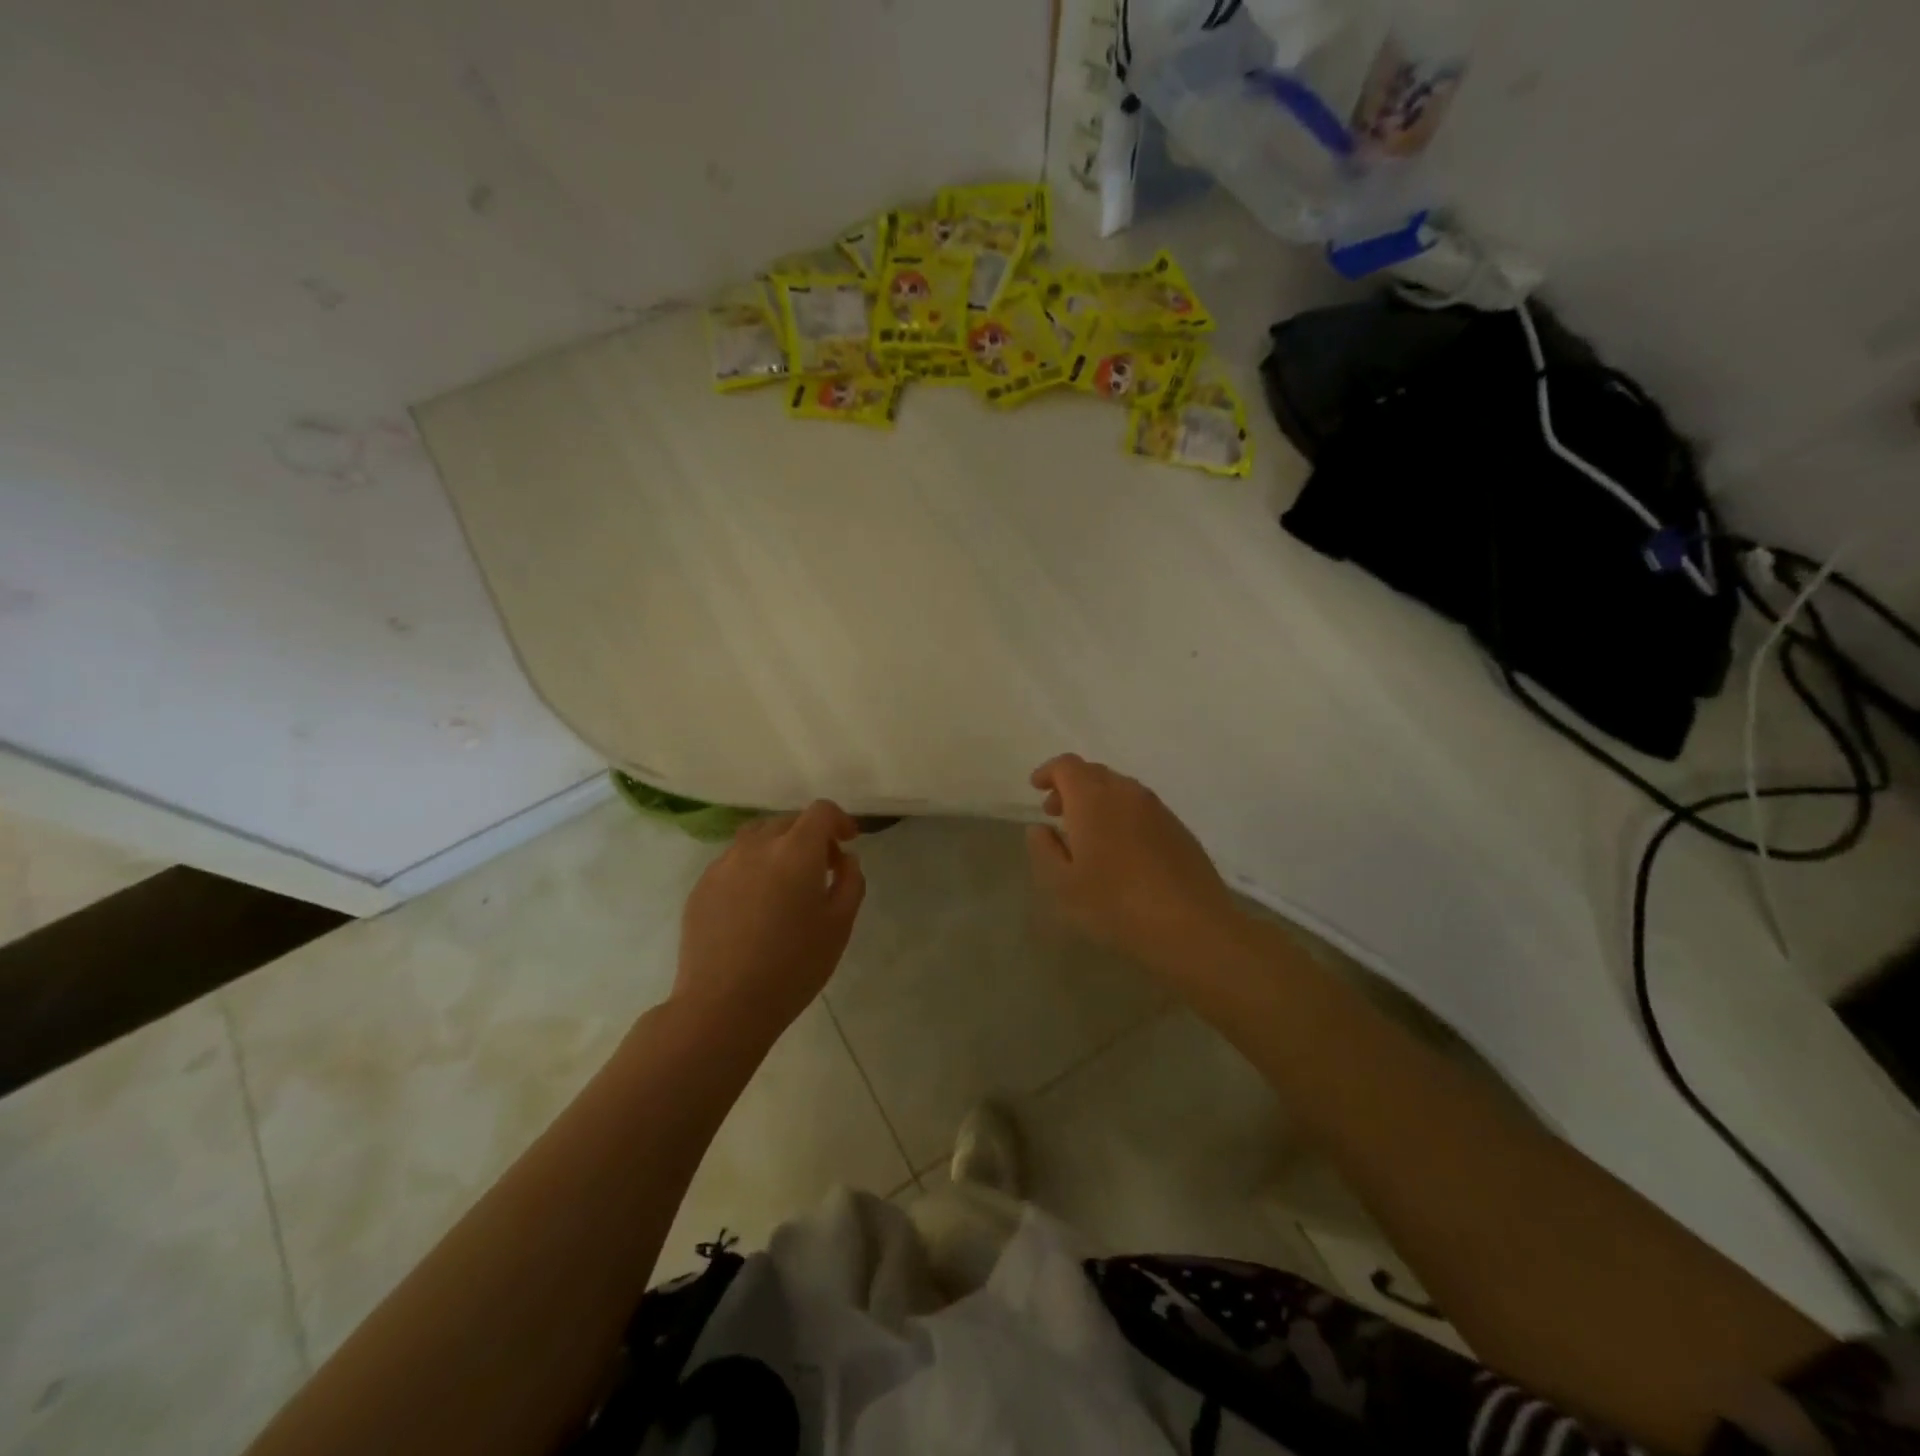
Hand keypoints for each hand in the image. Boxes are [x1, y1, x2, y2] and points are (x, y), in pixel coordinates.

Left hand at [675, 801, 865, 1038]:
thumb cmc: (793, 966)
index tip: (848, 842)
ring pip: (756, 838)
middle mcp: (756, 846)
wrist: (723, 1005)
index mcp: (796, 851)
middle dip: (810, 836)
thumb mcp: (839, 926)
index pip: (820, 811)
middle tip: (823, 869)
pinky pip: (733, 862)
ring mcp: (723, 864)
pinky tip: (755, 906)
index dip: (839, 820)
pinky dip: (752, 868)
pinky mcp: (701, 886)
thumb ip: (850, 882)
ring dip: (778, 848)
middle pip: (788, 821)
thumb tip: (844, 860)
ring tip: (786, 883)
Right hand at [1026, 755, 1237, 971]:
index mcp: (1093, 799)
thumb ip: (1044, 849)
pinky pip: (1141, 808)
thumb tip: (1040, 828)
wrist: (1191, 925)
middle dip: (1070, 787)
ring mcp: (1157, 808)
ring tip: (1086, 834)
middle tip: (1055, 813)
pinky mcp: (1178, 827)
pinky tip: (1120, 849)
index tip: (1036, 788)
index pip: (1067, 766)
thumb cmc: (1116, 904)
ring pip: (1119, 789)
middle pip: (1094, 773)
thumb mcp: (1063, 884)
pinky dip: (1121, 815)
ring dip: (1097, 801)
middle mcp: (1126, 792)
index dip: (1048, 772)